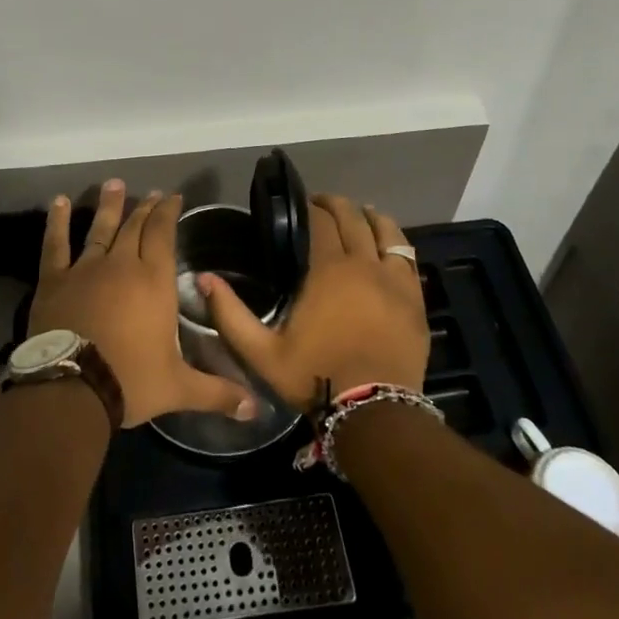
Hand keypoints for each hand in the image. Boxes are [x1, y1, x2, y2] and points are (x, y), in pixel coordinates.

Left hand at [27, 181, 257, 427]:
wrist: (72, 388)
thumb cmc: (131, 381)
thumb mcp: (180, 388)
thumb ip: (218, 392)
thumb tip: (257, 408)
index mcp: (154, 281)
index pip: (163, 234)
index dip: (168, 212)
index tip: (172, 196)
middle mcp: (122, 264)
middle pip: (135, 227)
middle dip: (145, 208)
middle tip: (151, 192)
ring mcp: (85, 268)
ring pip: (100, 228)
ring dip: (109, 206)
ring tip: (114, 184)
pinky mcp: (55, 280)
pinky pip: (56, 244)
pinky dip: (56, 222)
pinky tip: (58, 202)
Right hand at [200, 194, 427, 411]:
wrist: (375, 412)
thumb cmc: (315, 377)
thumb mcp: (261, 352)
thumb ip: (230, 314)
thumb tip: (203, 279)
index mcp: (328, 270)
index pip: (320, 221)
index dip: (309, 207)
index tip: (298, 205)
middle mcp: (364, 264)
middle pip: (353, 218)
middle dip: (335, 205)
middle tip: (321, 205)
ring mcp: (394, 280)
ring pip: (386, 231)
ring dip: (369, 217)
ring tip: (358, 214)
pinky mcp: (415, 299)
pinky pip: (408, 257)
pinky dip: (395, 242)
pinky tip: (388, 244)